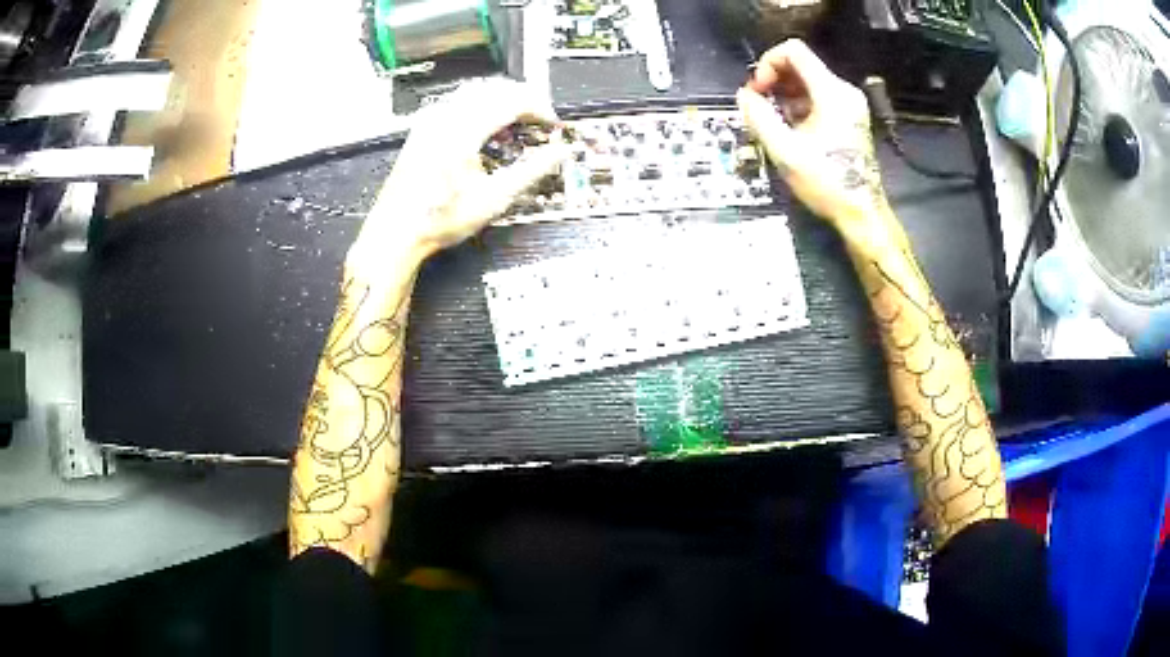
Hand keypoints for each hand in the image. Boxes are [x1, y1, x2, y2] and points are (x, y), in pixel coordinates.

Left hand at [349, 79, 564, 268]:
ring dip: (502, 97)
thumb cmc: (439, 219)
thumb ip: (532, 171)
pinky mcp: (423, 127)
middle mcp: (445, 118)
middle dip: (524, 99)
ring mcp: (430, 120)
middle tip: (540, 119)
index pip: (512, 101)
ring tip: (518, 118)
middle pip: (495, 89)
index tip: (552, 124)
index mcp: (463, 132)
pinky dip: (480, 103)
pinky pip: (457, 99)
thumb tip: (560, 153)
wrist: (396, 232)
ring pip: (475, 90)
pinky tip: (487, 122)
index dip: (539, 107)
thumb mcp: (494, 199)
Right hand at [736, 40, 889, 232]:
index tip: (757, 89)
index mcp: (832, 93)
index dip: (767, 63)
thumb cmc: (826, 182)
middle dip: (774, 80)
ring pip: (808, 81)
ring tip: (772, 120)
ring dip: (784, 94)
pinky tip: (789, 128)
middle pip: (800, 64)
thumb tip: (743, 96)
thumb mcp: (784, 150)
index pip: (793, 51)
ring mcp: (849, 105)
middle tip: (758, 105)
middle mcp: (844, 92)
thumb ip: (759, 117)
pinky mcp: (849, 118)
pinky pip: (818, 97)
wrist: (861, 212)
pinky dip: (798, 105)